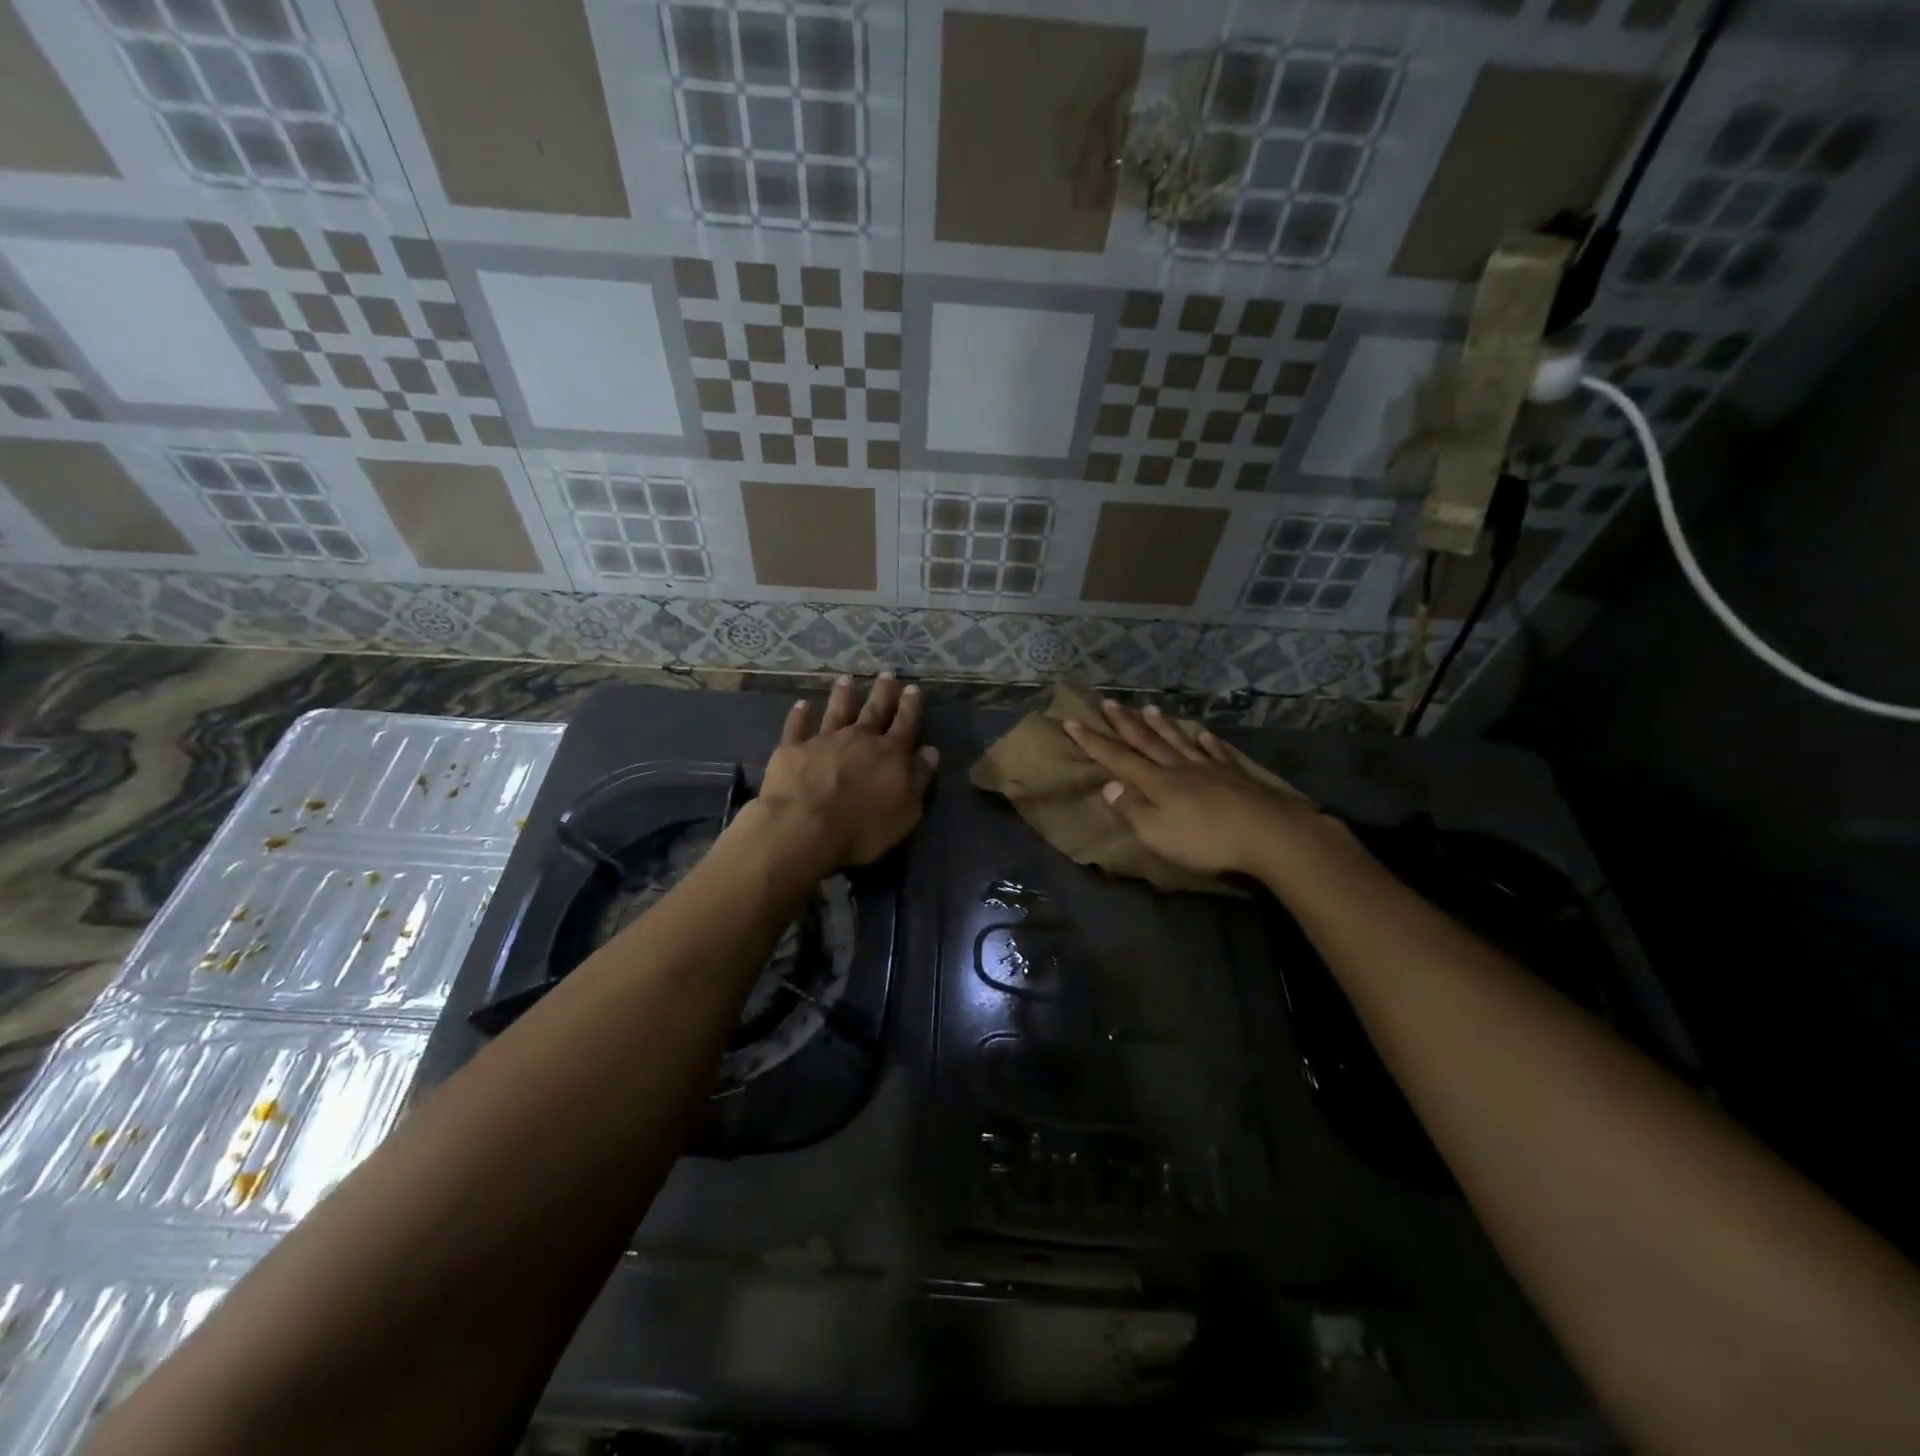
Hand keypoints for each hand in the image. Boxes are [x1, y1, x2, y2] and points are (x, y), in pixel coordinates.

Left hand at [751, 674, 938, 868]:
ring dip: (843, 695)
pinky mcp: (793, 749)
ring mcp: (824, 741)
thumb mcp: (905, 811)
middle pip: (874, 711)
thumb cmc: (862, 827)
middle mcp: (859, 739)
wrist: (804, 827)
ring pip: (837, 711)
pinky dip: (799, 715)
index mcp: (890, 754)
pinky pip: (797, 727)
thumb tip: (930, 752)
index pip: (906, 724)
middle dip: (883, 692)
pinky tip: (801, 705)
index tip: (913, 688)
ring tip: (847, 679)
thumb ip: (919, 779)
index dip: (911, 706)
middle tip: (887, 674)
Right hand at [1062, 700, 1327, 879]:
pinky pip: (1216, 752)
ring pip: (1179, 741)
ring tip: (1150, 708)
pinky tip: (1203, 733)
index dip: (1093, 742)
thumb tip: (1108, 785)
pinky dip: (1207, 742)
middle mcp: (1179, 768)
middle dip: (1125, 723)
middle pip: (1147, 742)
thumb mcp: (1157, 833)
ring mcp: (1210, 769)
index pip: (1117, 758)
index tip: (1072, 722)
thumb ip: (1132, 809)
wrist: (1268, 834)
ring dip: (1162, 726)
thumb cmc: (1206, 840)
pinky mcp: (1237, 776)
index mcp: (1157, 783)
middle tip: (1109, 702)